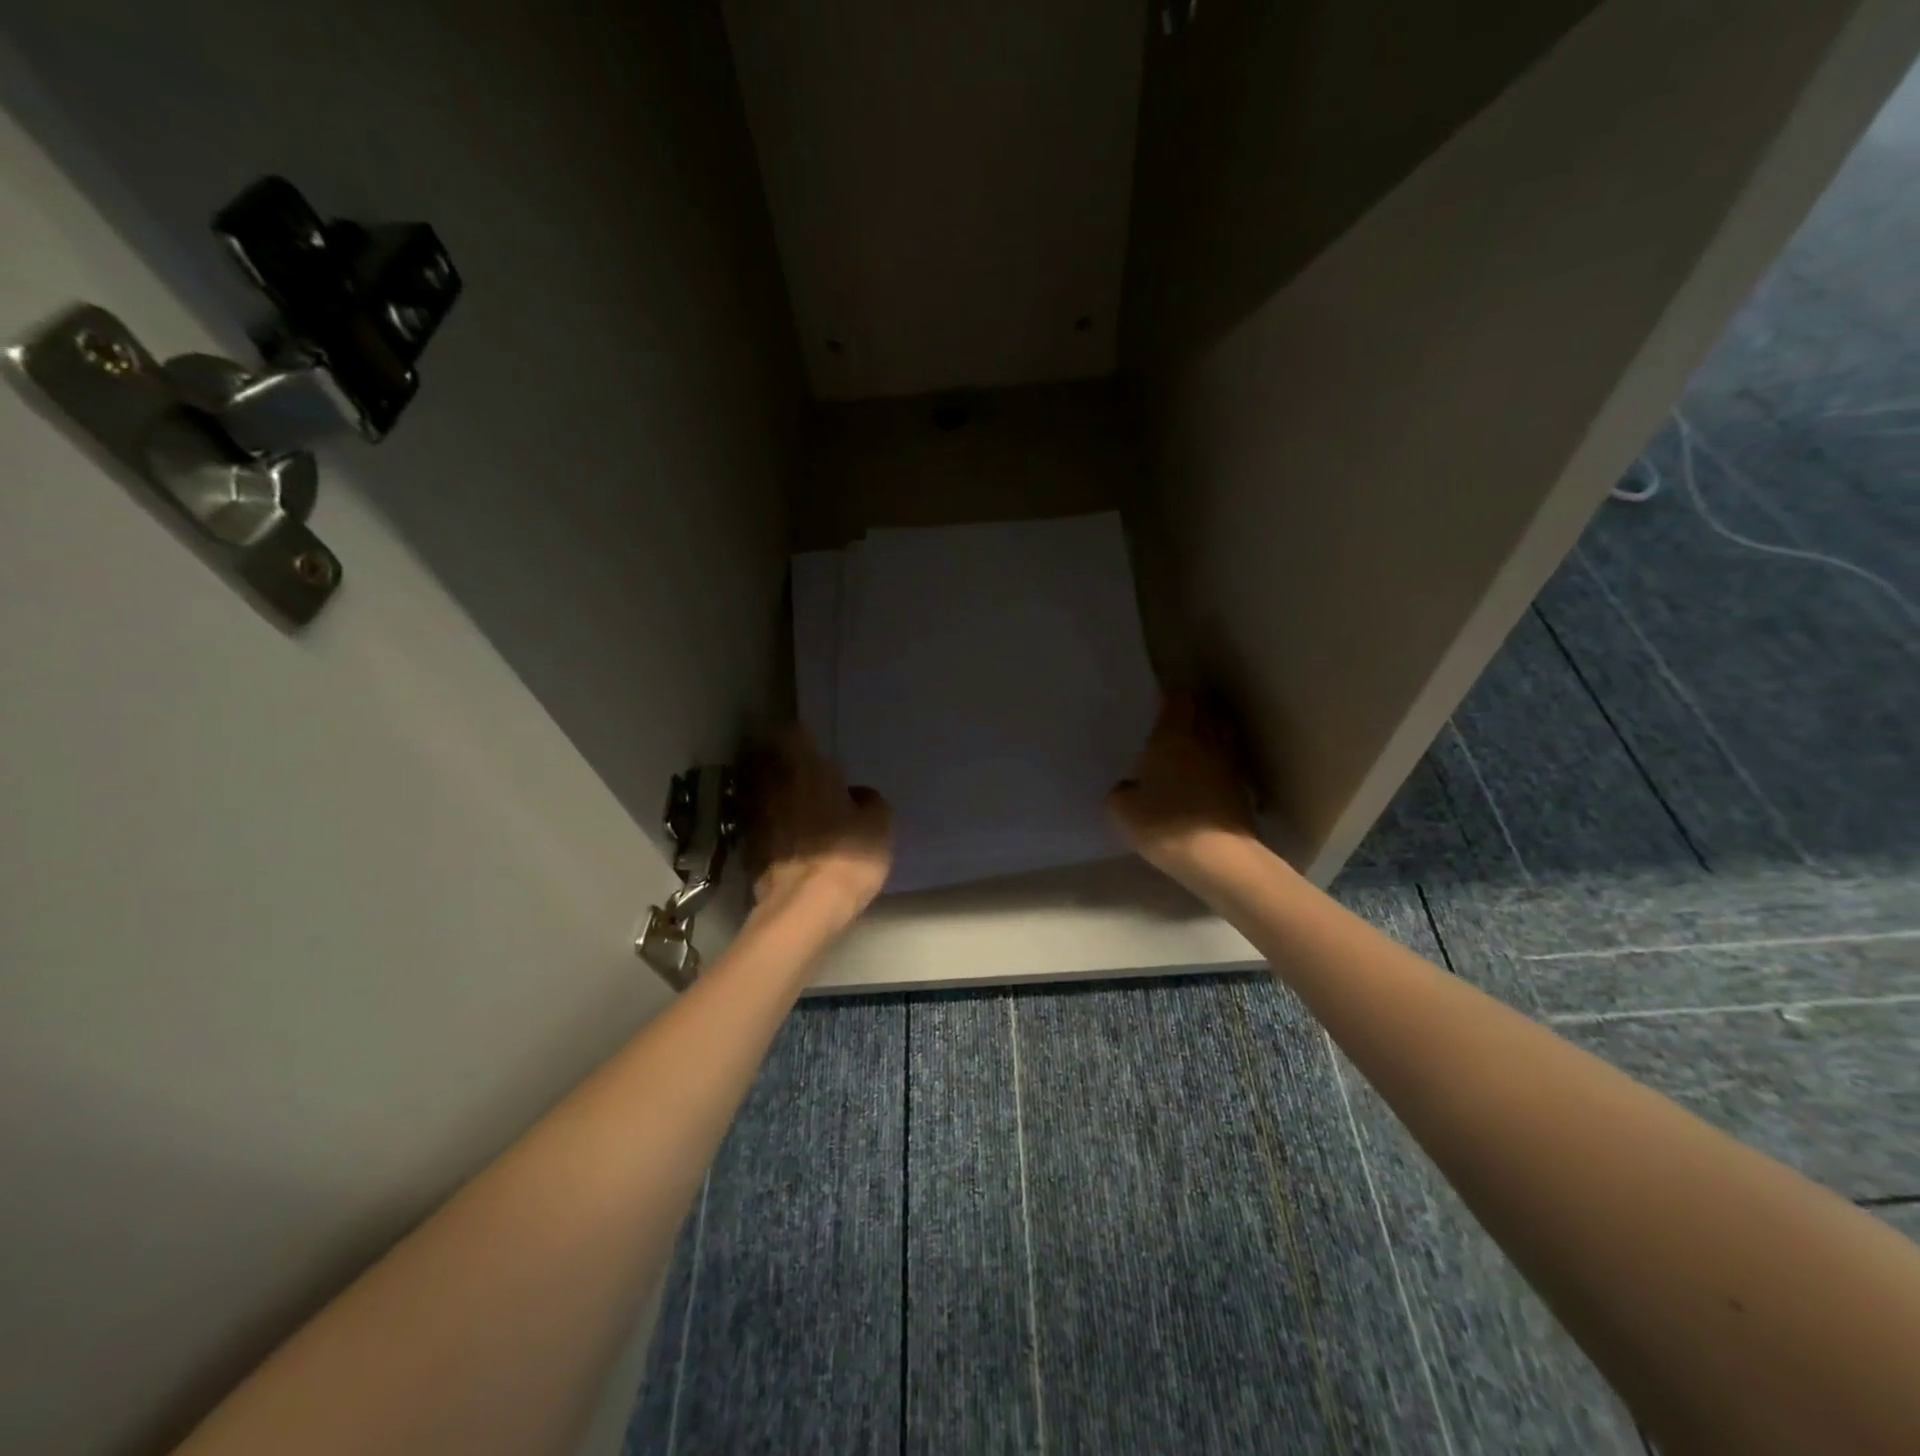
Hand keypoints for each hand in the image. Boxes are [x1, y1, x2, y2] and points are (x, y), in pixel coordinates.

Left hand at [746, 729, 892, 922]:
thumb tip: (856, 795)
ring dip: (769, 789)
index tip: (809, 740)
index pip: (792, 733)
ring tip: (789, 798)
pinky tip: (782, 831)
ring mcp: (754, 815)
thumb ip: (869, 800)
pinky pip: (756, 820)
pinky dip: (766, 820)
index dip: (799, 734)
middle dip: (778, 759)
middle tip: (799, 767)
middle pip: (766, 758)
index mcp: (805, 769)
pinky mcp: (745, 846)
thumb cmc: (847, 856)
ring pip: (757, 789)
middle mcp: (773, 784)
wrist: (804, 909)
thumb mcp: (879, 825)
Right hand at [1108, 693, 1256, 880]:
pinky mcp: (1242, 791)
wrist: (1216, 856)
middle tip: (1181, 717)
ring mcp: (1227, 766)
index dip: (1173, 698)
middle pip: (1207, 712)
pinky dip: (1221, 762)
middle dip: (1197, 709)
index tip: (1164, 702)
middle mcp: (1204, 743)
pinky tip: (1209, 773)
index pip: (1179, 701)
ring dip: (1214, 731)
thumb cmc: (1162, 823)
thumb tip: (1129, 787)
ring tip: (1199, 739)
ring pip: (1224, 735)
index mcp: (1172, 738)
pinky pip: (1230, 764)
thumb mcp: (1122, 810)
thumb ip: (1122, 791)